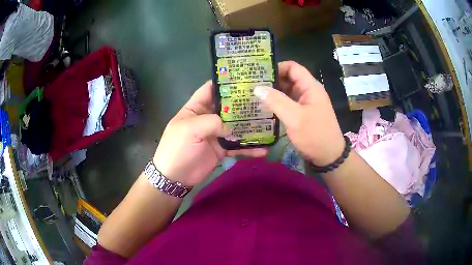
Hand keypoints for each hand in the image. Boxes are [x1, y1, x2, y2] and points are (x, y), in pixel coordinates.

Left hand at [153, 81, 267, 186]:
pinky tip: (263, 149)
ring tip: (268, 123)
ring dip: (250, 126)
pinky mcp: (222, 149)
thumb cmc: (177, 148)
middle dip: (243, 103)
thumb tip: (232, 128)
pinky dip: (249, 148)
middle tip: (263, 99)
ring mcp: (216, 134)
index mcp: (196, 108)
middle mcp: (207, 118)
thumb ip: (213, 122)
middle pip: (227, 107)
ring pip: (235, 126)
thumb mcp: (190, 129)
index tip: (244, 78)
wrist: (175, 177)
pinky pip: (237, 146)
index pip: (210, 90)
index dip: (224, 83)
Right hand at [254, 61, 344, 165]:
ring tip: (254, 95)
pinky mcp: (302, 113)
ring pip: (287, 91)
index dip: (277, 67)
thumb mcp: (295, 118)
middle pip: (288, 78)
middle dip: (272, 80)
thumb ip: (276, 101)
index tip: (260, 74)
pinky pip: (288, 102)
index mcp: (310, 87)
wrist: (328, 156)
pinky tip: (264, 107)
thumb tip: (257, 88)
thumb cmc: (315, 135)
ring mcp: (305, 102)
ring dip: (273, 92)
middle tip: (252, 85)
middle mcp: (308, 91)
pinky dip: (277, 103)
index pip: (293, 67)